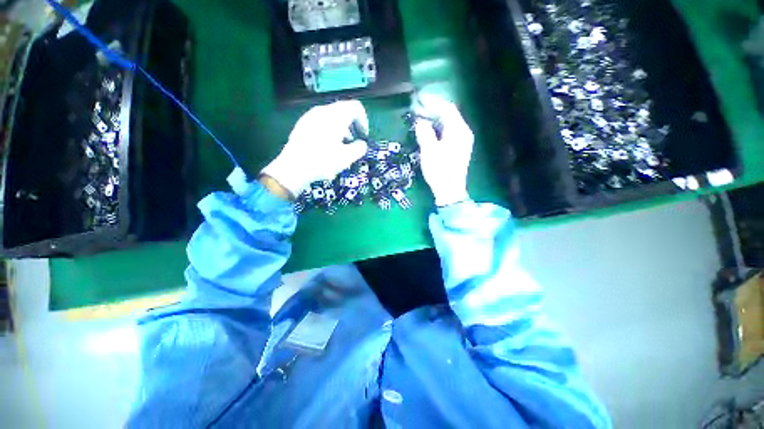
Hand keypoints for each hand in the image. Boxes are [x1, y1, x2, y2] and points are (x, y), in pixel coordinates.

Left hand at [261, 100, 368, 196]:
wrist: (293, 168)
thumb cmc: (323, 161)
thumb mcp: (347, 158)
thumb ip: (360, 148)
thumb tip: (362, 144)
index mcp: (336, 116)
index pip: (356, 107)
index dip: (364, 121)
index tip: (363, 136)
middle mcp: (323, 111)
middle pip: (343, 111)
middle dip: (352, 126)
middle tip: (354, 142)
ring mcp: (310, 116)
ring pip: (332, 117)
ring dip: (341, 129)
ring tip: (341, 146)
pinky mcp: (302, 124)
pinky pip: (321, 122)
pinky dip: (330, 130)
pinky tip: (327, 146)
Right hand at [412, 94, 473, 206]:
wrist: (450, 190)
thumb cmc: (439, 170)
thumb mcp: (429, 151)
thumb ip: (425, 133)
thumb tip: (421, 122)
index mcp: (458, 131)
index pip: (447, 109)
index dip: (433, 102)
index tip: (419, 99)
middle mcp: (464, 133)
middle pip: (449, 115)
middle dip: (433, 110)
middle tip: (418, 108)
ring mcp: (462, 141)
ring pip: (449, 124)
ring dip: (435, 119)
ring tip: (421, 117)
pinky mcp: (459, 148)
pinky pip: (448, 132)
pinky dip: (438, 128)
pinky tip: (429, 130)